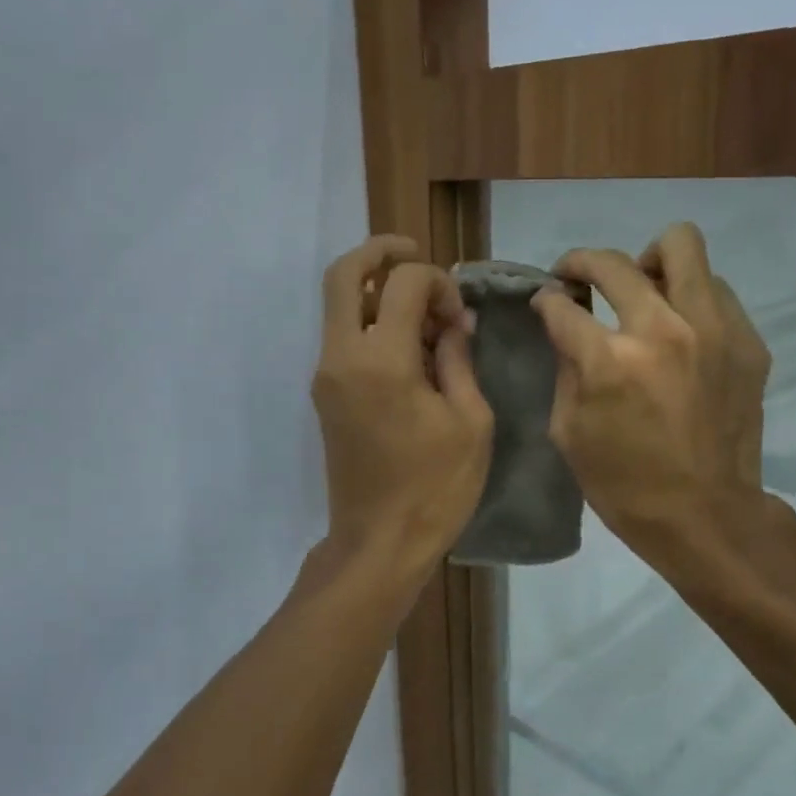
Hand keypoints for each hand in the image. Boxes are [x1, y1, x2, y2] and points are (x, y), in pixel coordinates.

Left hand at [312, 235, 493, 585]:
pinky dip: (369, 323)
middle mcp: (342, 357)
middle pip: (343, 274)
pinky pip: (342, 338)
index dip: (437, 283)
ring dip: (376, 293)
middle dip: (380, 253)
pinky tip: (409, 347)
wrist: (379, 542)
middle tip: (415, 254)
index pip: (401, 283)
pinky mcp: (325, 395)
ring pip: (338, 305)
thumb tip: (454, 323)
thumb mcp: (470, 421)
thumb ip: (459, 360)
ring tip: (424, 314)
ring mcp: (326, 376)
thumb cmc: (436, 487)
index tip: (460, 316)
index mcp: (381, 360)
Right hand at [532, 223, 770, 561]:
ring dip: (649, 262)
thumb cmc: (624, 484)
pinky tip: (681, 329)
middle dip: (582, 263)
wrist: (705, 515)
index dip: (546, 299)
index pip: (563, 304)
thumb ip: (565, 368)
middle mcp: (662, 330)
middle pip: (615, 262)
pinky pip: (716, 290)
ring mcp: (713, 330)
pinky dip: (690, 298)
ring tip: (642, 289)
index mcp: (610, 361)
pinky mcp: (748, 341)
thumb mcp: (569, 433)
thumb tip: (564, 326)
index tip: (547, 301)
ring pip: (682, 247)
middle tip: (578, 280)